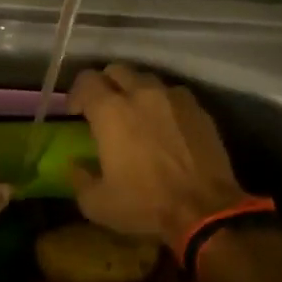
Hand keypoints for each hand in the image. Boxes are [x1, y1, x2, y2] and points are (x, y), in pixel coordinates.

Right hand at [67, 63, 250, 249]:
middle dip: (106, 85)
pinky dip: (163, 103)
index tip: (75, 113)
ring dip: (136, 91)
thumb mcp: (96, 203)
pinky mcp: (199, 109)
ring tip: (136, 114)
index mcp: (110, 111)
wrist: (205, 210)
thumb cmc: (145, 204)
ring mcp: (174, 98)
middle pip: (117, 70)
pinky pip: (174, 95)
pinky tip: (164, 124)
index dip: (76, 94)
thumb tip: (76, 163)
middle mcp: (141, 93)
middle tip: (104, 109)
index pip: (86, 80)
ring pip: (147, 80)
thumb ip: (79, 177)